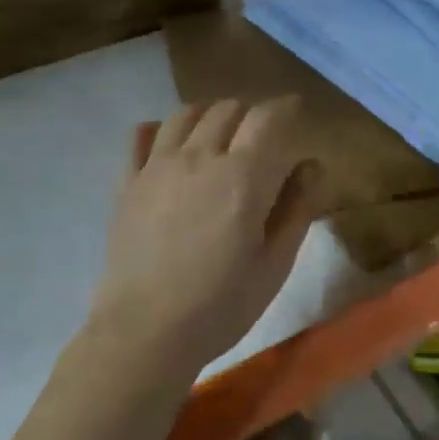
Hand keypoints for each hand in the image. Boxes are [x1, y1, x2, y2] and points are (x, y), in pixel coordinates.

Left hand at [90, 97, 320, 378]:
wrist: (145, 331)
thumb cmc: (221, 304)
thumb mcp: (275, 264)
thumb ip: (297, 208)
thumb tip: (311, 165)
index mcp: (243, 177)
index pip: (268, 118)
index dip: (286, 108)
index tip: (296, 111)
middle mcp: (199, 158)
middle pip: (228, 110)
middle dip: (251, 113)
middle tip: (262, 135)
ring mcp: (157, 167)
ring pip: (185, 115)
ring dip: (210, 115)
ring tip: (219, 133)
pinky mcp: (127, 183)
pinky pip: (141, 136)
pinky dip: (160, 129)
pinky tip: (168, 141)